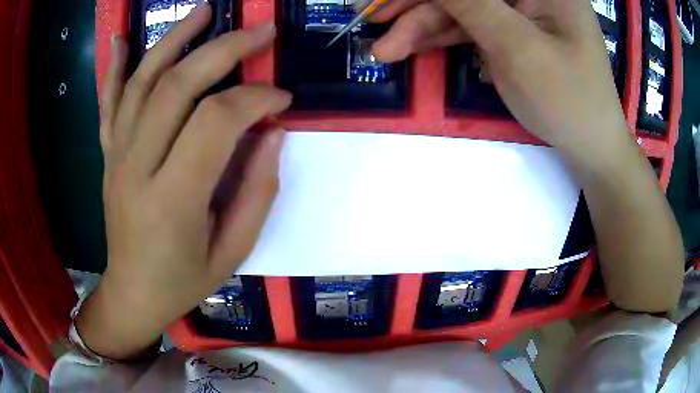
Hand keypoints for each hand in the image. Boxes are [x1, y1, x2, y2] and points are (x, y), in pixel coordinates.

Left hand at [76, 4, 291, 360]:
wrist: (131, 293)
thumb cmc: (182, 281)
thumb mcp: (232, 251)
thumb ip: (257, 191)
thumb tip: (273, 132)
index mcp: (172, 200)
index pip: (216, 122)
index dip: (255, 99)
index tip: (281, 97)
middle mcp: (136, 167)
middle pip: (178, 86)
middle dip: (225, 50)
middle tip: (261, 31)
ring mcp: (116, 156)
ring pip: (142, 82)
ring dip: (175, 39)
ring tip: (205, 11)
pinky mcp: (108, 154)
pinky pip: (109, 103)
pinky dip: (114, 66)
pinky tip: (121, 37)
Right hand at [372, 0, 627, 160]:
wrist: (591, 149)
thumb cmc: (568, 101)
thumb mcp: (517, 47)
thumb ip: (471, 3)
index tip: (387, 3)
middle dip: (418, 6)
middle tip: (372, 19)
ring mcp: (522, 11)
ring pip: (462, 8)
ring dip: (422, 26)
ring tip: (385, 50)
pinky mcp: (514, 31)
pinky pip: (471, 26)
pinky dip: (442, 36)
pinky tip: (412, 47)